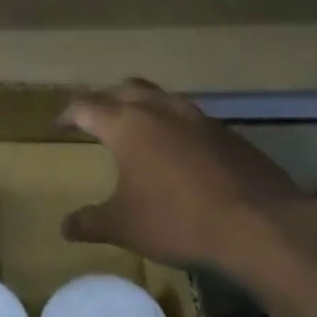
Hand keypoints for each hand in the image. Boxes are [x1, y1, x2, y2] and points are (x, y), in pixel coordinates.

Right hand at [59, 79, 316, 268]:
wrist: (259, 224)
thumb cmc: (178, 220)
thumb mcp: (124, 226)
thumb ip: (90, 223)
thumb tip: (65, 227)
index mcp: (127, 124)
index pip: (85, 106)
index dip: (66, 115)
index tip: (57, 126)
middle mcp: (161, 109)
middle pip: (125, 89)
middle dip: (105, 101)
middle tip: (95, 120)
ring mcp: (198, 117)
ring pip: (161, 98)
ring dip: (143, 107)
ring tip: (136, 131)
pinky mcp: (227, 132)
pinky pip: (190, 118)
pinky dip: (174, 126)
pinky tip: (177, 154)